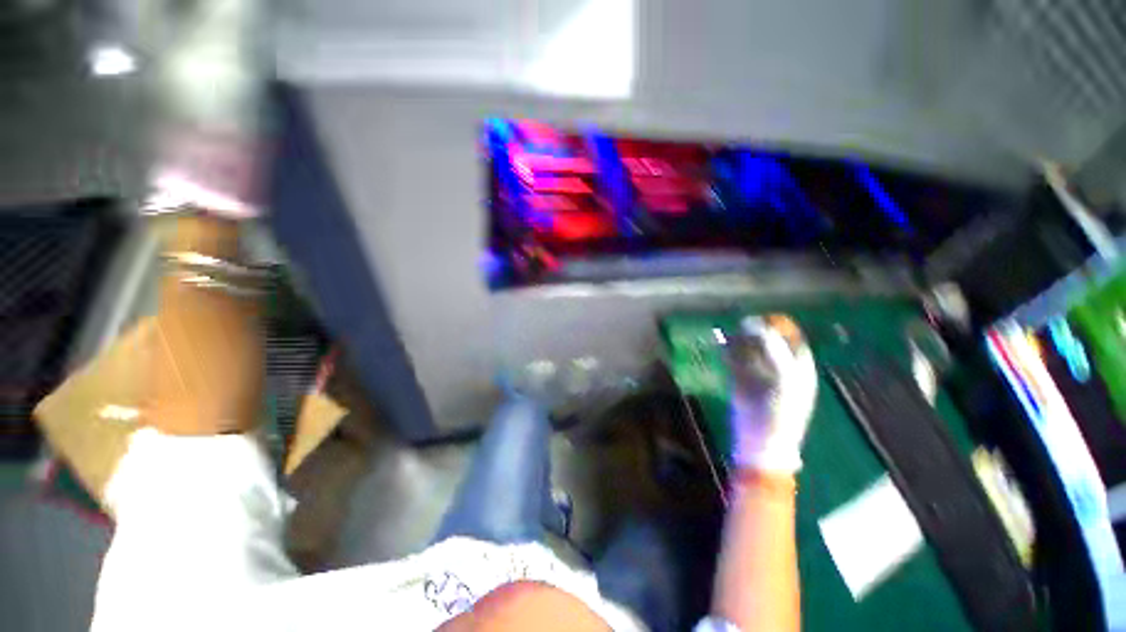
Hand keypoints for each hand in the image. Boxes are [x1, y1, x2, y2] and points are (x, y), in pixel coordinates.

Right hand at [723, 315, 817, 473]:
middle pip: (770, 346)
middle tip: (742, 324)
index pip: (794, 342)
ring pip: (751, 353)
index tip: (766, 318)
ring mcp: (760, 378)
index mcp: (800, 371)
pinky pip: (736, 363)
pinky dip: (729, 355)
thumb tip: (762, 327)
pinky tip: (722, 349)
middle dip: (756, 334)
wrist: (761, 442)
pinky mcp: (742, 385)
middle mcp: (781, 372)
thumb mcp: (784, 378)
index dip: (782, 329)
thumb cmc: (779, 411)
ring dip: (740, 343)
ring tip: (729, 334)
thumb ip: (775, 350)